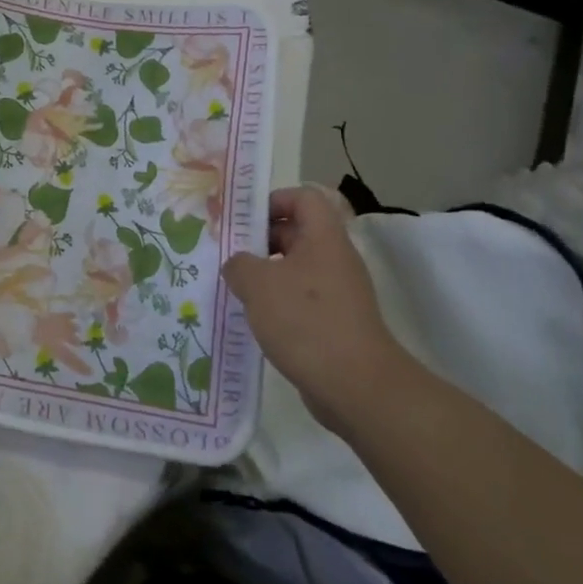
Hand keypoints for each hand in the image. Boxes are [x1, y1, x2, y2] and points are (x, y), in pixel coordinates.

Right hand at [222, 185, 403, 431]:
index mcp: (323, 238)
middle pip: (296, 232)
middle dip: (260, 239)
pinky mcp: (334, 323)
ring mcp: (337, 293)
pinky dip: (277, 303)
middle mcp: (334, 259)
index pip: (303, 198)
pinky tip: (253, 319)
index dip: (273, 200)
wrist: (355, 386)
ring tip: (233, 287)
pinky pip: (300, 300)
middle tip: (227, 253)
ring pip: (295, 269)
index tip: (243, 221)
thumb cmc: (306, 321)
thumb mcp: (257, 283)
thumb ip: (239, 264)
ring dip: (265, 274)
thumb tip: (238, 265)